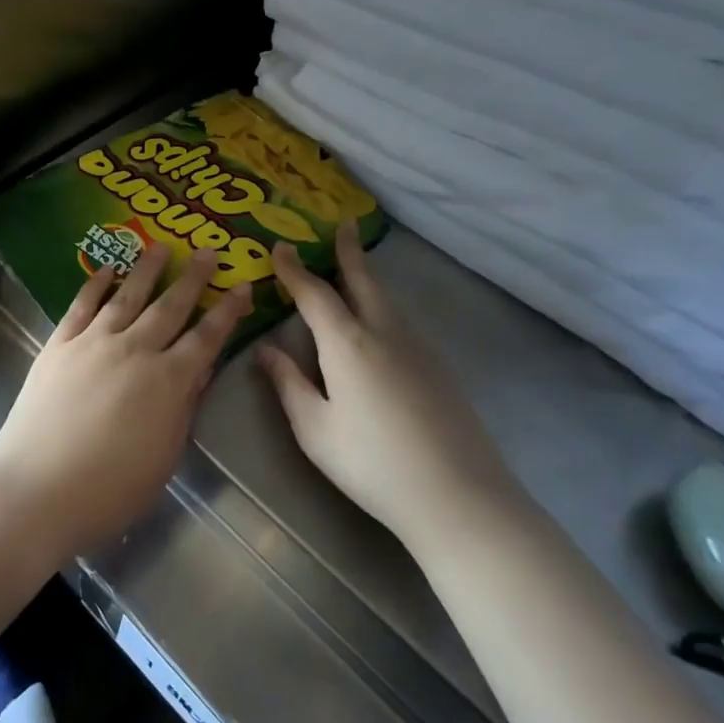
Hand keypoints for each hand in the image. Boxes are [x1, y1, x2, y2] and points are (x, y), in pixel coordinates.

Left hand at [0, 245, 251, 556]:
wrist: (38, 488)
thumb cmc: (110, 489)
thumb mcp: (164, 456)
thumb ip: (183, 408)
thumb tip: (200, 371)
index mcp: (168, 382)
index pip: (207, 338)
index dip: (227, 312)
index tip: (244, 286)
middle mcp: (134, 350)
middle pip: (170, 307)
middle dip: (193, 278)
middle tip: (209, 252)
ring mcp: (93, 342)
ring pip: (127, 296)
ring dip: (147, 269)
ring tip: (161, 247)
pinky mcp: (59, 344)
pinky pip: (82, 305)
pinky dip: (96, 284)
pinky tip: (107, 270)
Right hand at [257, 221, 522, 548]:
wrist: (459, 498)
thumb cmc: (372, 464)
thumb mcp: (314, 429)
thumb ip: (288, 384)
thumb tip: (264, 349)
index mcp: (347, 344)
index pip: (315, 294)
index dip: (293, 269)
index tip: (279, 247)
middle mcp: (385, 333)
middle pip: (364, 280)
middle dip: (348, 252)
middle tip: (342, 224)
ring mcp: (418, 349)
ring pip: (387, 300)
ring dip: (367, 277)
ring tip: (354, 268)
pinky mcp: (439, 368)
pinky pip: (403, 321)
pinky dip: (384, 305)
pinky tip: (379, 323)